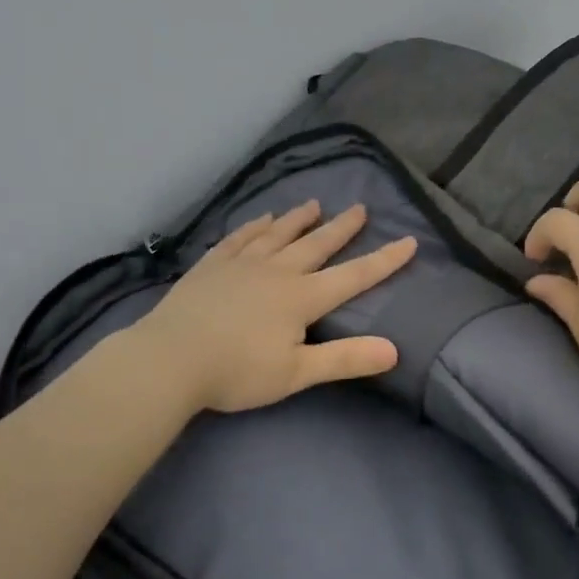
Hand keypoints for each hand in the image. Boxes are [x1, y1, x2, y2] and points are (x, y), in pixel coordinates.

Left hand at [127, 201, 416, 414]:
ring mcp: (241, 264)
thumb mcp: (297, 373)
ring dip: (299, 219)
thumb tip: (393, 350)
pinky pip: (240, 237)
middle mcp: (276, 271)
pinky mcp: (212, 265)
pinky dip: (256, 225)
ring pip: (278, 234)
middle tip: (360, 208)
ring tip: (313, 204)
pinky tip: (262, 218)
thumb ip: (345, 359)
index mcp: (301, 298)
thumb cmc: (237, 372)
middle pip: (316, 244)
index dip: (383, 260)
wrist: (171, 358)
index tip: (408, 241)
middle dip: (341, 228)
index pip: (353, 276)